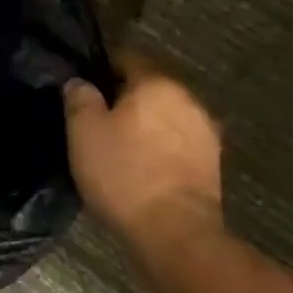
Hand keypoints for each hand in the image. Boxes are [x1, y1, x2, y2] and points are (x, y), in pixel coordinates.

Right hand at [64, 59, 223, 251]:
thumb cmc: (124, 174)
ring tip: (118, 144)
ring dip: (145, 123)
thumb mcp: (83, 131)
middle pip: (149, 86)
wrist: (177, 236)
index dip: (101, 66)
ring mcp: (206, 133)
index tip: (83, 86)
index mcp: (157, 83)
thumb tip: (81, 83)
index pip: (127, 56)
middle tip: (96, 117)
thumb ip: (79, 97)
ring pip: (166, 115)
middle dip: (125, 97)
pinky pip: (178, 142)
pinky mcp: (213, 166)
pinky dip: (160, 147)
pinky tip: (141, 166)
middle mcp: (188, 99)